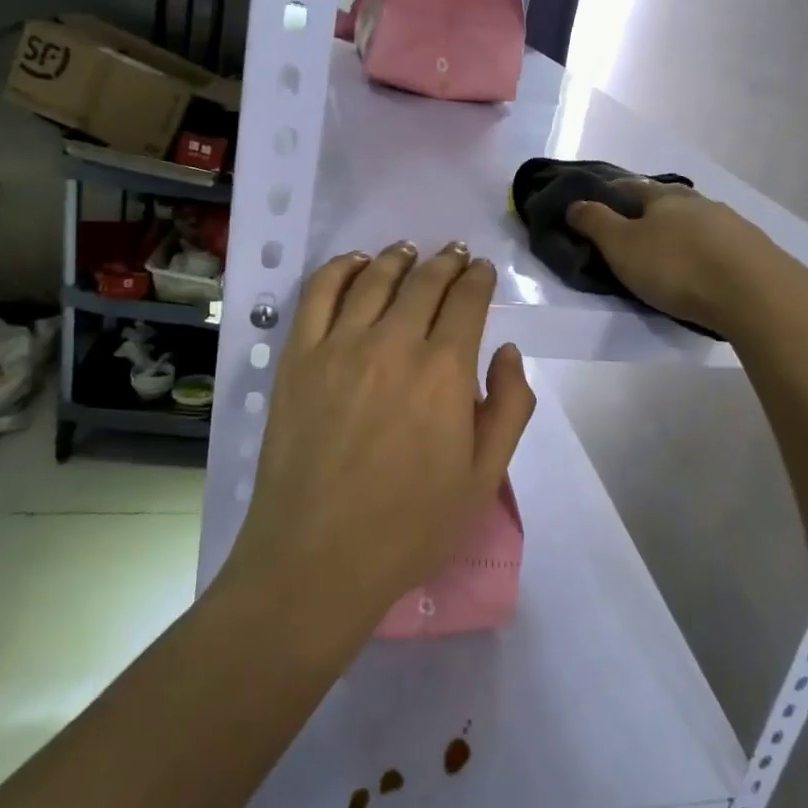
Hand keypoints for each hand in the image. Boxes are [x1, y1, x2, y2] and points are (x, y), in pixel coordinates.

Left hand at [224, 243, 535, 637]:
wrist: (318, 557)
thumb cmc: (411, 525)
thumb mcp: (484, 477)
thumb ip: (510, 406)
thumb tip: (508, 351)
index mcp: (445, 370)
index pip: (467, 300)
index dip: (478, 279)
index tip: (482, 271)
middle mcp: (394, 342)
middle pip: (425, 282)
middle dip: (446, 262)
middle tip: (455, 253)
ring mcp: (340, 346)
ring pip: (374, 279)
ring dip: (397, 258)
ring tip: (408, 250)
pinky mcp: (298, 357)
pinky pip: (319, 295)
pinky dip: (339, 269)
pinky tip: (353, 263)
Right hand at [566, 180, 807, 342]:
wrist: (756, 294)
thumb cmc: (677, 267)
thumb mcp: (622, 247)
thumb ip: (595, 224)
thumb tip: (574, 203)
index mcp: (663, 197)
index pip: (630, 187)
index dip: (611, 194)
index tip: (597, 207)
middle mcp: (698, 202)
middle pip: (666, 202)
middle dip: (649, 214)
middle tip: (632, 235)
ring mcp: (731, 223)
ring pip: (696, 222)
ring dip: (680, 233)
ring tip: (668, 256)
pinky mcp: (754, 250)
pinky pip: (719, 245)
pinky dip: (704, 253)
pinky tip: (703, 270)